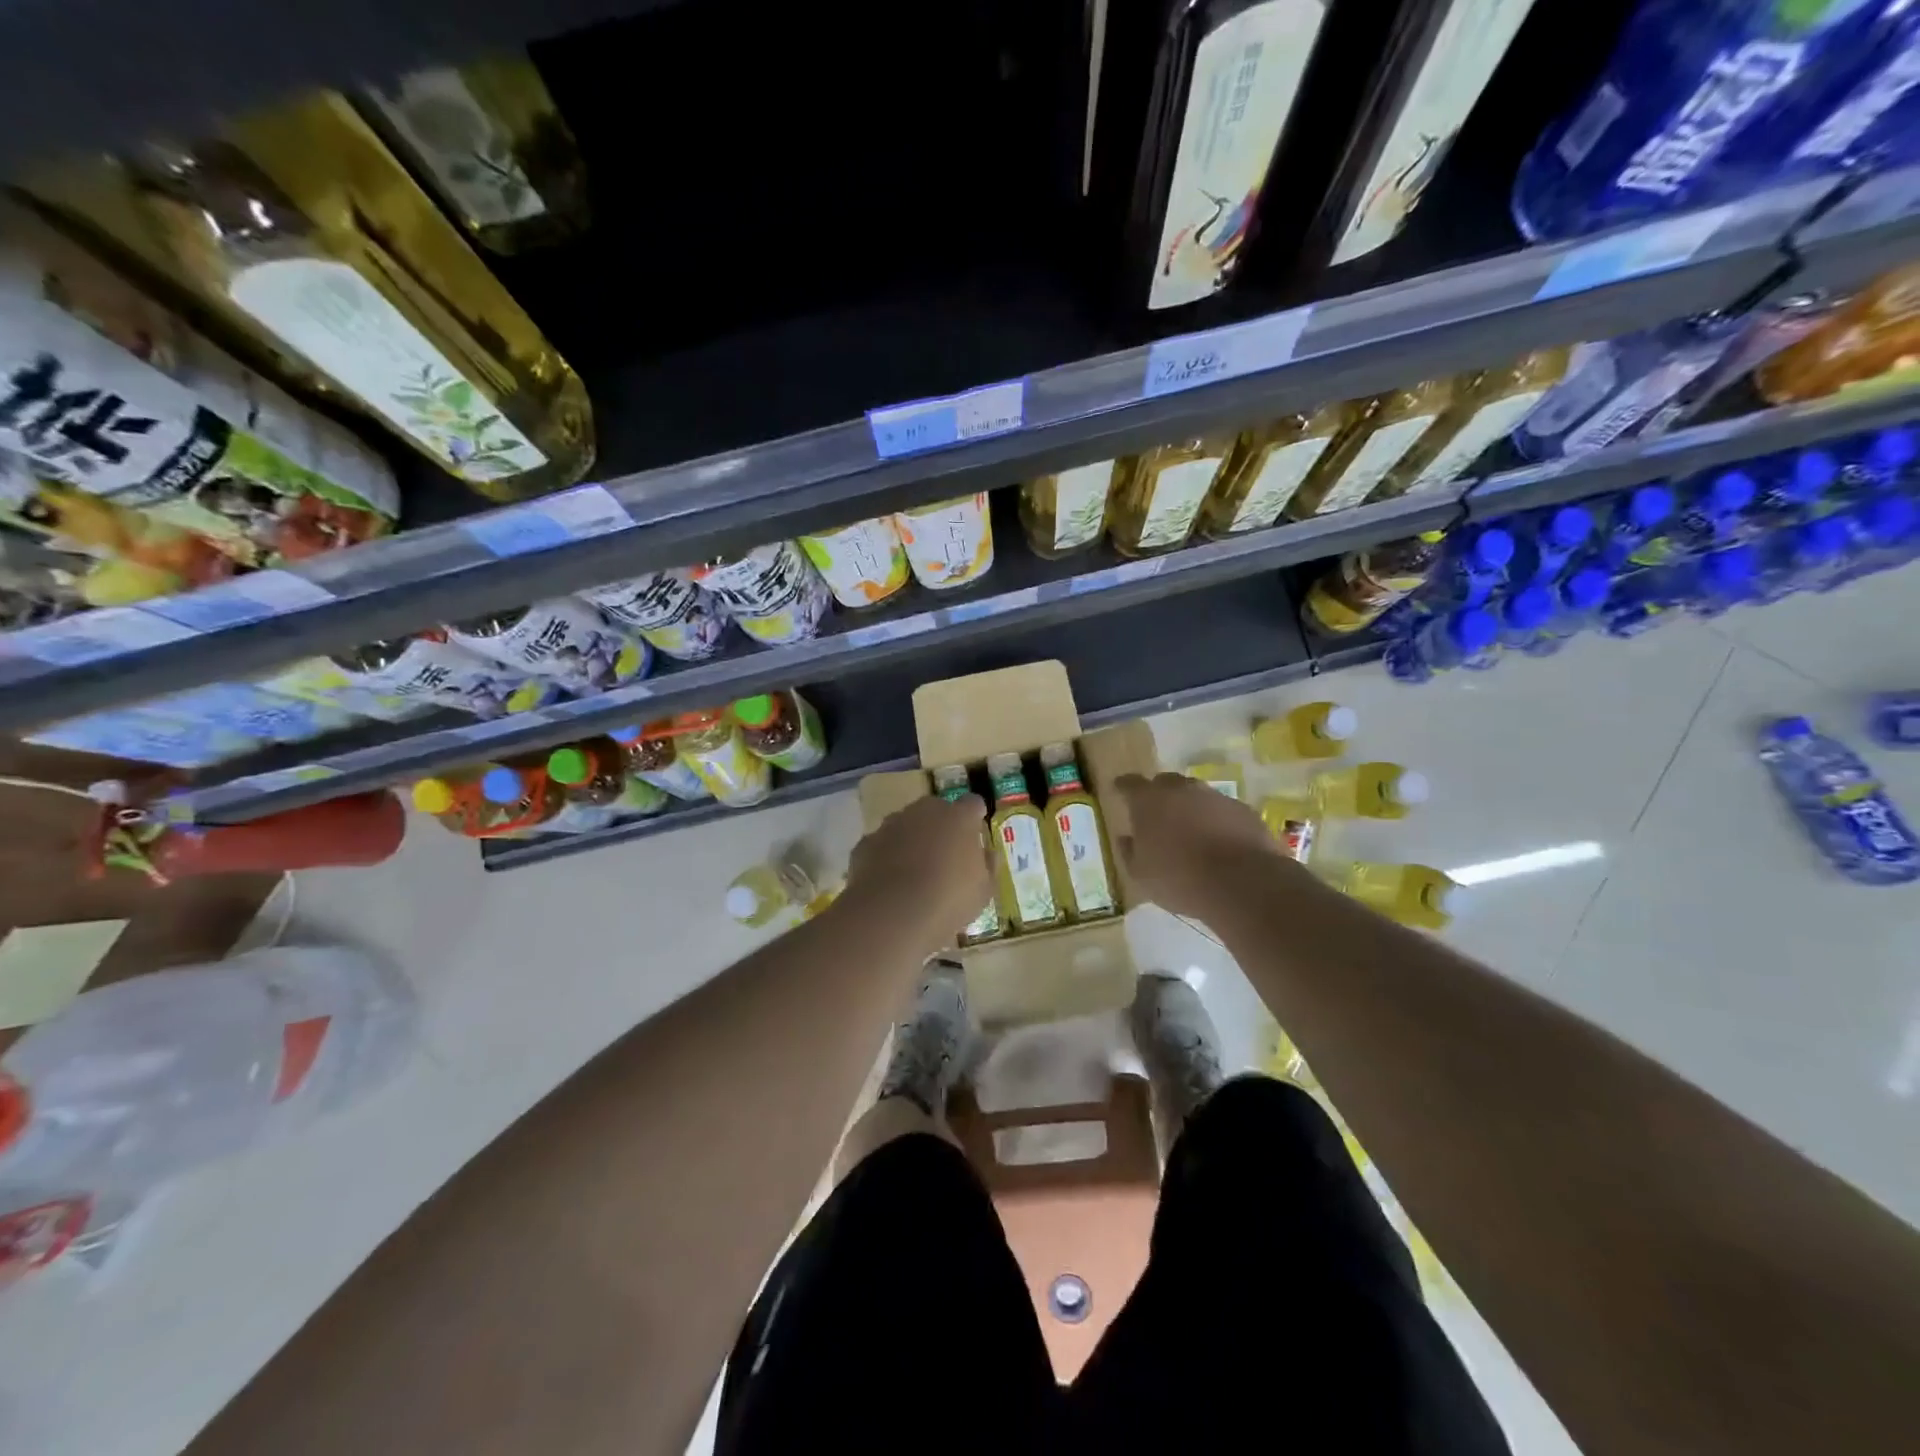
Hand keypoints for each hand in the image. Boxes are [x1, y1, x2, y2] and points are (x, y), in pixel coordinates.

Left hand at [843, 791, 994, 950]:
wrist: (892, 913)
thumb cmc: (948, 900)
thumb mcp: (983, 891)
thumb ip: (987, 866)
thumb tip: (987, 853)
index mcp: (958, 817)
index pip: (973, 804)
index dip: (975, 817)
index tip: (975, 832)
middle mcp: (924, 811)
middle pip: (936, 809)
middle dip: (940, 826)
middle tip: (944, 854)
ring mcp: (891, 825)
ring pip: (905, 825)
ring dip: (911, 840)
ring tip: (914, 871)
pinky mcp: (866, 843)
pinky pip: (881, 845)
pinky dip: (886, 857)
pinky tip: (889, 882)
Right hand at [1111, 772, 1287, 920]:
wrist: (1240, 883)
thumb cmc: (1178, 878)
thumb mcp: (1140, 874)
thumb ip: (1129, 851)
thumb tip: (1126, 838)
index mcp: (1148, 800)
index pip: (1129, 784)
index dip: (1122, 787)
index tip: (1118, 790)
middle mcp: (1181, 789)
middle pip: (1165, 783)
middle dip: (1158, 795)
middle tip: (1156, 815)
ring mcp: (1215, 796)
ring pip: (1196, 795)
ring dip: (1190, 807)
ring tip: (1189, 831)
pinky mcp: (1242, 810)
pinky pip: (1221, 810)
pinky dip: (1216, 820)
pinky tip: (1217, 841)